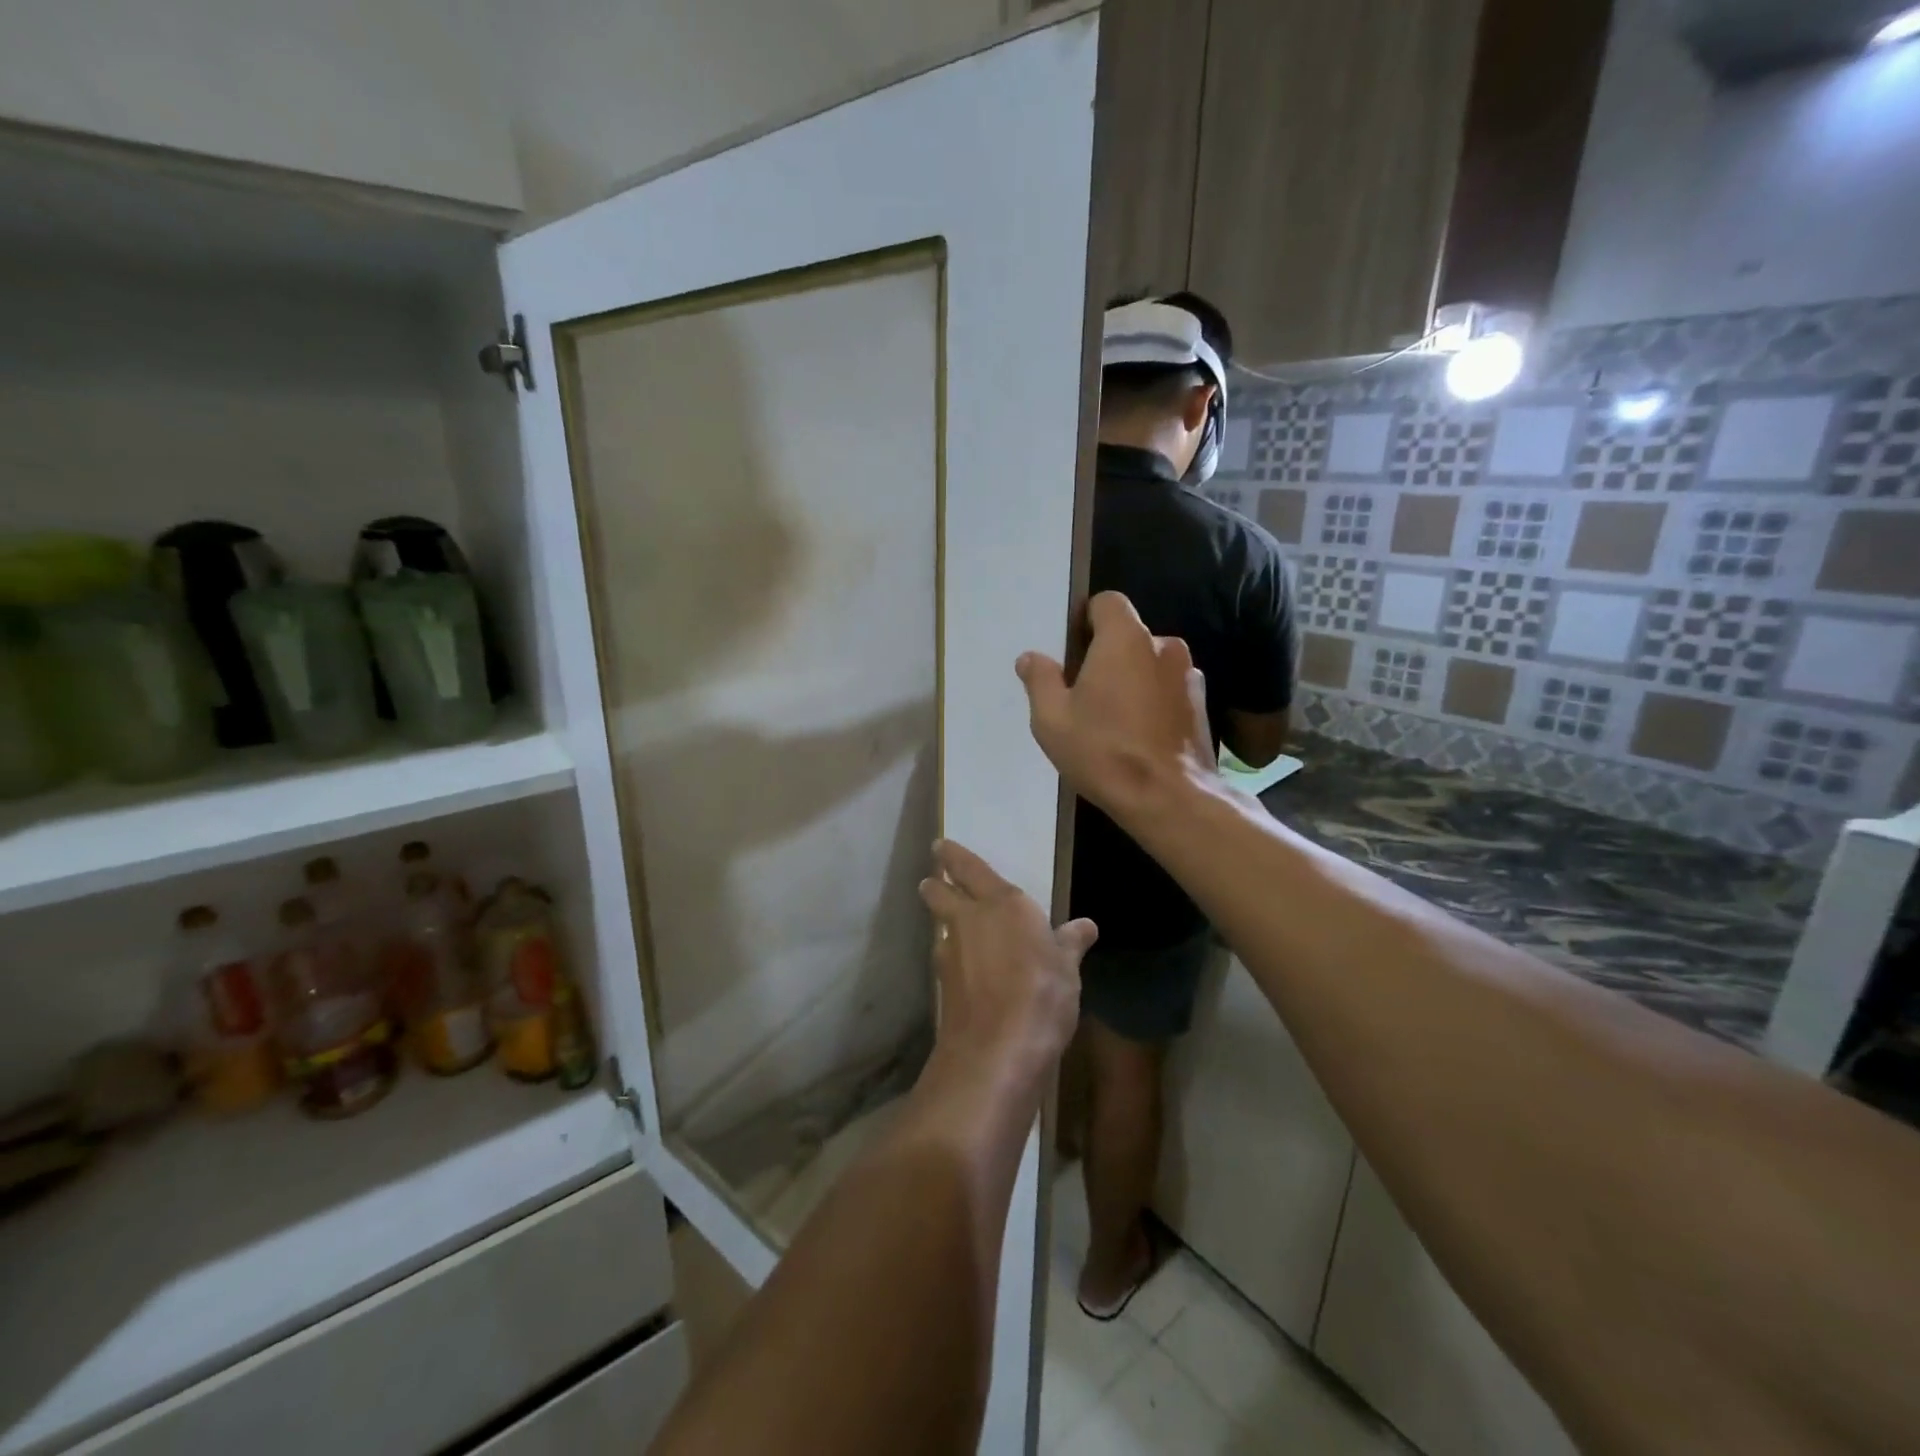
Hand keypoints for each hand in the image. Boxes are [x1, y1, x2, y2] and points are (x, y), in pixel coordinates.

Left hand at [918, 840, 1095, 1083]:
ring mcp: (950, 953)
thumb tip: (1086, 925)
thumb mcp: (1066, 969)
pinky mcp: (942, 984)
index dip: (953, 856)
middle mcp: (970, 920)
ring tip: (952, 926)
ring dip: (943, 923)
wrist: (997, 1051)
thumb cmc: (1042, 996)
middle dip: (935, 884)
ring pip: (941, 926)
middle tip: (932, 880)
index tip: (940, 846)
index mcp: (1003, 904)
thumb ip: (1070, 943)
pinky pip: (945, 958)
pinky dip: (952, 957)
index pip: (970, 868)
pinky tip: (963, 969)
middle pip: (940, 893)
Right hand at [1016, 592, 1215, 820]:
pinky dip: (1153, 701)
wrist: (1169, 798)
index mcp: (1126, 639)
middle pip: (1129, 636)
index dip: (1086, 620)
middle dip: (1107, 656)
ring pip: (1150, 664)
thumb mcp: (1052, 719)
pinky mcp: (1202, 704)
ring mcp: (1189, 675)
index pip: (1107, 602)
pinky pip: (1168, 688)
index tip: (1073, 653)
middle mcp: (1163, 646)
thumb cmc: (1103, 751)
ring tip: (1114, 721)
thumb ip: (1040, 680)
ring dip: (1132, 680)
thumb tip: (1030, 658)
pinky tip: (1139, 735)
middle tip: (1085, 695)